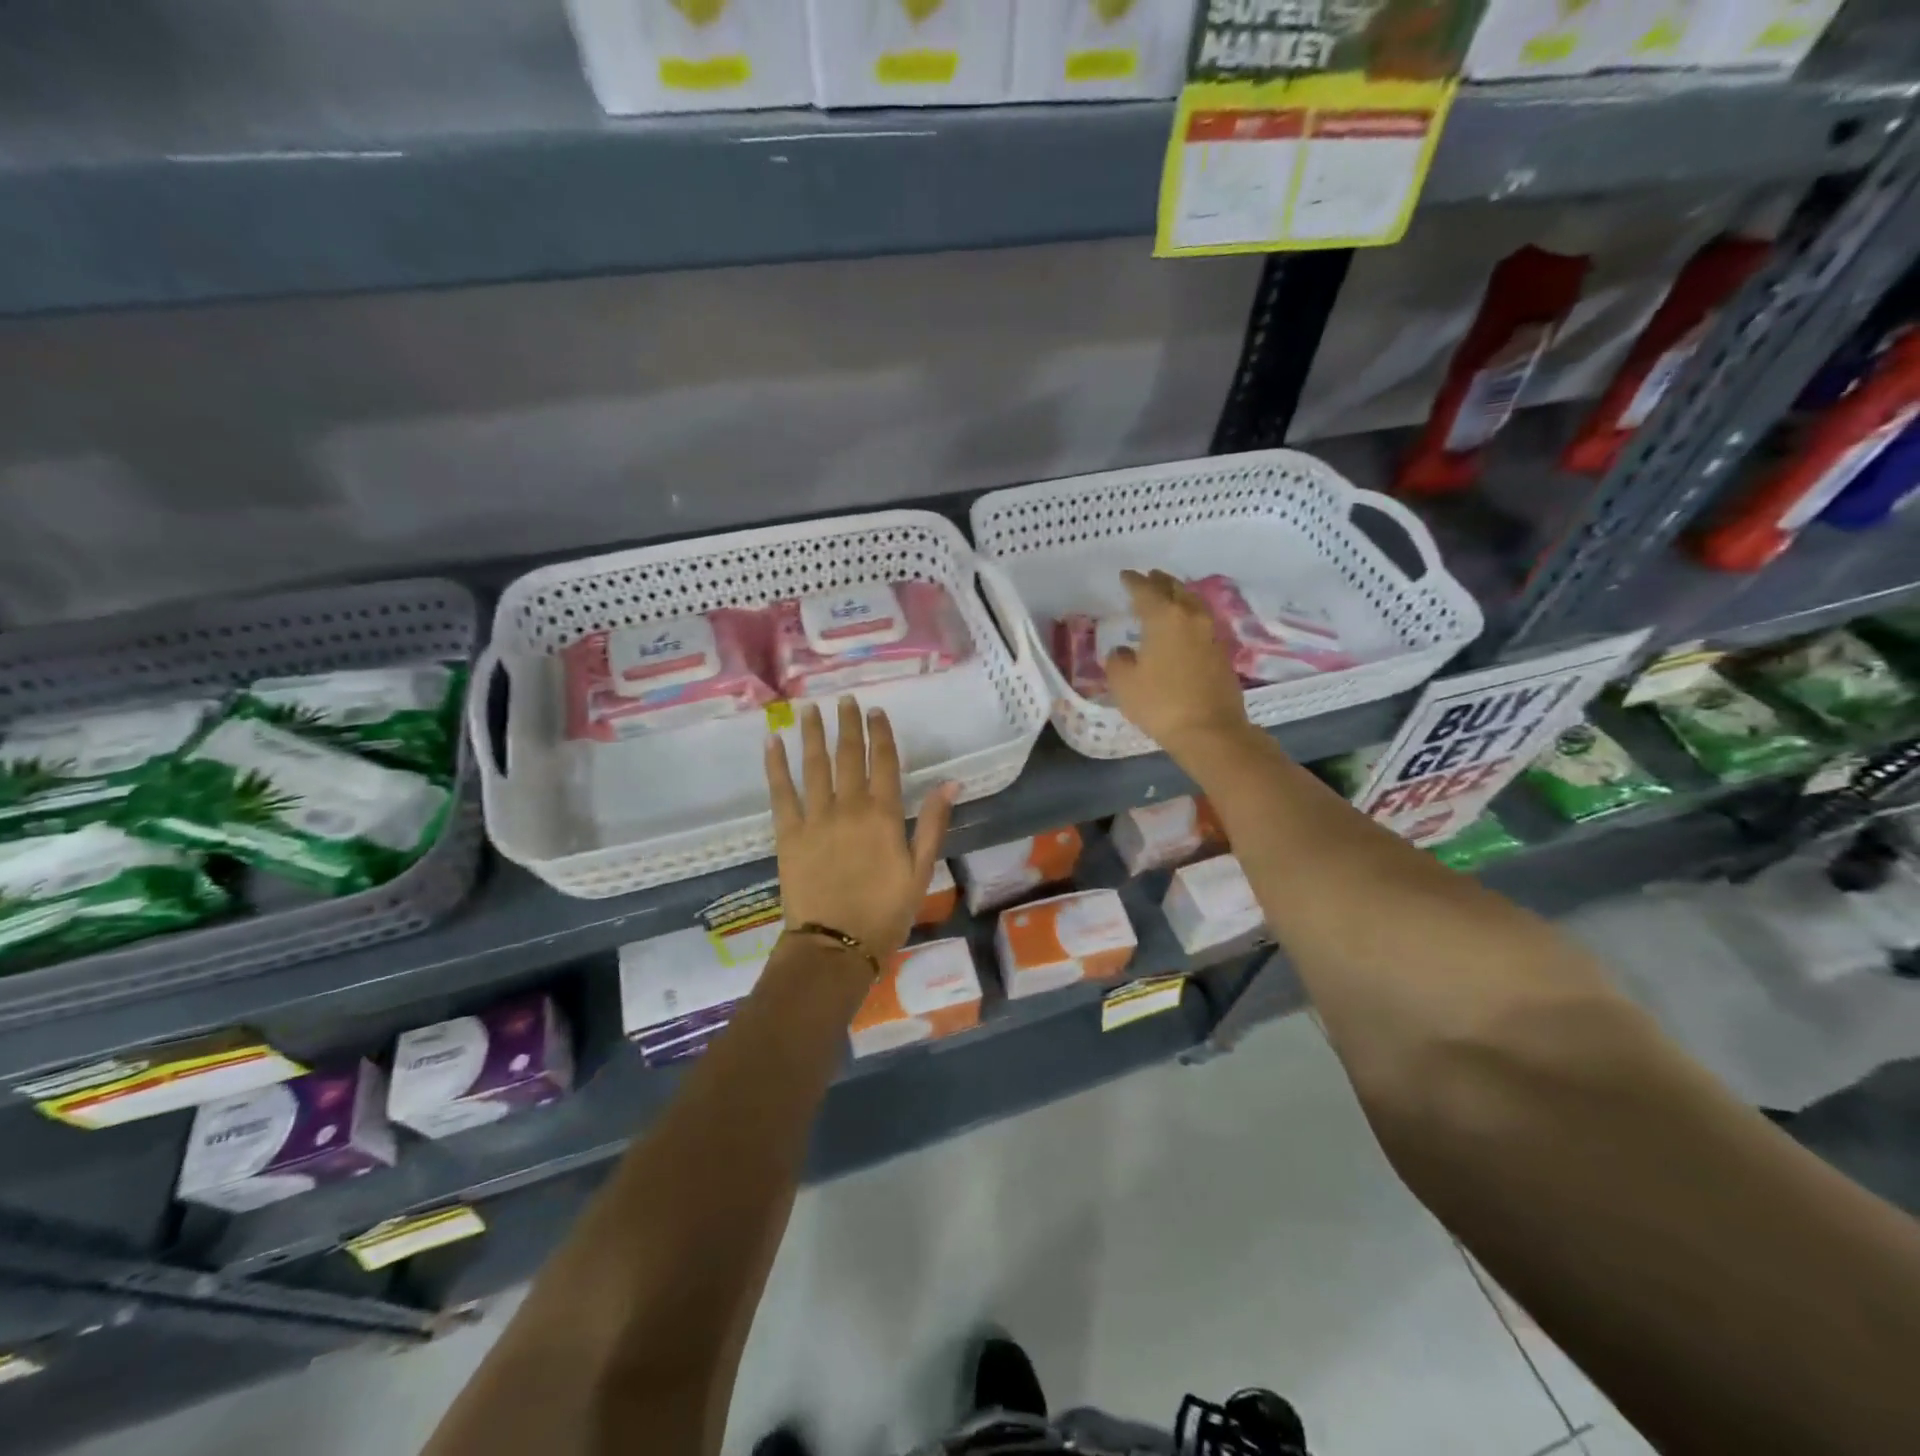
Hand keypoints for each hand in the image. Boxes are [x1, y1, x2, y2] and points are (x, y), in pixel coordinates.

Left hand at [765, 697, 956, 956]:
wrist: (835, 944)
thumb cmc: (885, 912)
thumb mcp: (921, 870)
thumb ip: (935, 824)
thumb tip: (952, 782)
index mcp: (885, 815)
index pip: (884, 762)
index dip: (881, 733)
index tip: (876, 711)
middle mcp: (850, 806)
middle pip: (849, 755)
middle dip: (847, 725)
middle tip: (844, 699)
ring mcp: (816, 817)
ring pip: (814, 765)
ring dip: (812, 734)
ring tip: (809, 709)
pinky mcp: (788, 833)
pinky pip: (781, 792)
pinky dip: (775, 765)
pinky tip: (771, 741)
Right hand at [1104, 569, 1250, 753]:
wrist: (1210, 730)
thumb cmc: (1160, 704)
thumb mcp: (1124, 684)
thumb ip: (1118, 661)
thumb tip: (1123, 651)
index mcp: (1164, 618)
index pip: (1146, 591)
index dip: (1133, 582)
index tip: (1125, 576)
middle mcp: (1190, 618)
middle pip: (1175, 590)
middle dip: (1160, 582)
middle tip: (1148, 577)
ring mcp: (1210, 634)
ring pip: (1193, 603)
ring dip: (1179, 595)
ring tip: (1168, 595)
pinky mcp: (1221, 652)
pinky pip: (1202, 622)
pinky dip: (1189, 615)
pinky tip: (1183, 625)